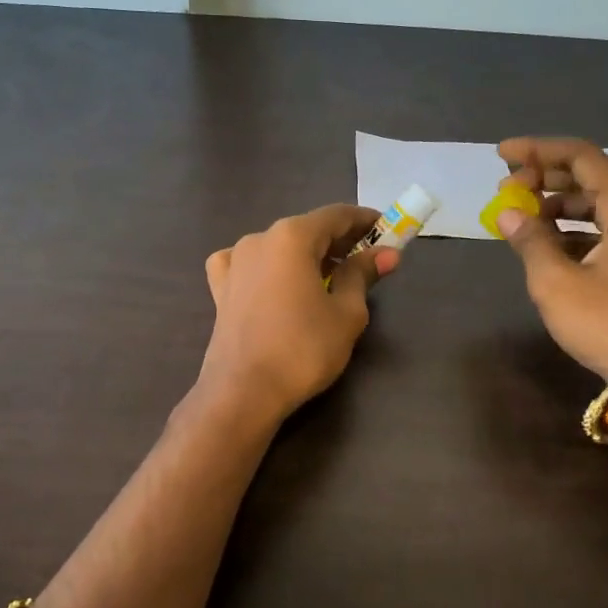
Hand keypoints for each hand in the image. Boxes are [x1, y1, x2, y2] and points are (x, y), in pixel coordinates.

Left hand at [199, 204, 398, 419]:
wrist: (243, 392)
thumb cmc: (303, 349)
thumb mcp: (346, 313)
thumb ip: (362, 275)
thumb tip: (386, 254)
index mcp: (291, 237)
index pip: (336, 215)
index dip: (365, 221)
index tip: (387, 231)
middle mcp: (259, 239)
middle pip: (306, 230)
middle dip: (338, 241)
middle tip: (366, 260)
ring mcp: (234, 262)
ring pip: (278, 247)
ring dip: (306, 256)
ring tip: (328, 278)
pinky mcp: (220, 288)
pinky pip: (249, 266)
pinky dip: (269, 268)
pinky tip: (275, 284)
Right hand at [495, 137, 607, 380]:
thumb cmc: (606, 321)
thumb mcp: (556, 281)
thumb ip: (530, 240)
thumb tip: (507, 213)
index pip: (581, 157)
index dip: (538, 150)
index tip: (501, 155)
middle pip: (586, 177)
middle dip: (542, 177)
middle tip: (506, 189)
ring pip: (590, 205)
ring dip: (551, 204)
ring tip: (517, 216)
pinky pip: (594, 230)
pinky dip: (564, 229)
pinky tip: (540, 243)